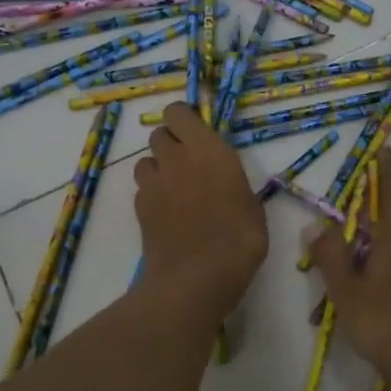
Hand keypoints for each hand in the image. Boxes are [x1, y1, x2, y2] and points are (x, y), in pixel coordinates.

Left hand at [133, 103, 268, 320]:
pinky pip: (142, 189)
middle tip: (189, 164)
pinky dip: (152, 194)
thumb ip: (232, 183)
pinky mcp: (140, 208)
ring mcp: (153, 184)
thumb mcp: (251, 205)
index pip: (179, 113)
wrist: (197, 277)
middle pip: (159, 134)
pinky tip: (168, 214)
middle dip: (171, 143)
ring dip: (158, 168)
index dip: (183, 119)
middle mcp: (176, 158)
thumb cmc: (239, 239)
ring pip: (146, 161)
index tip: (196, 132)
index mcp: (208, 150)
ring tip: (176, 189)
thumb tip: (225, 183)